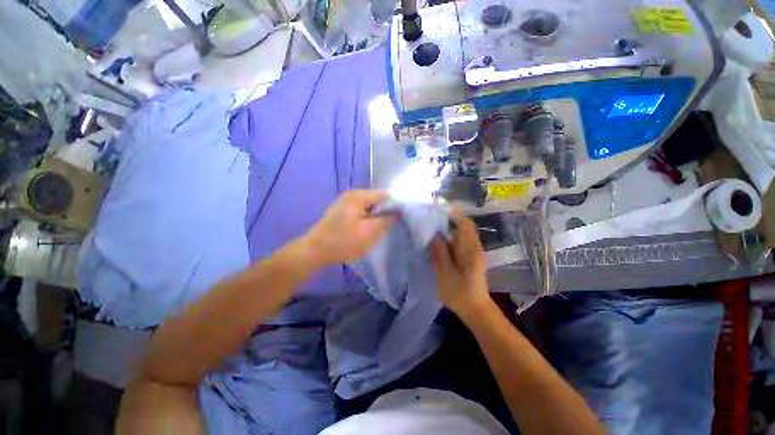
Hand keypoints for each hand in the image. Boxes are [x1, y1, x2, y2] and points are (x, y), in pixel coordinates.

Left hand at [304, 190, 395, 264]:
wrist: (315, 251)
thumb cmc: (344, 241)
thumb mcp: (370, 233)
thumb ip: (387, 220)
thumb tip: (397, 212)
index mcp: (359, 196)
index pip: (385, 195)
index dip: (394, 206)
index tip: (399, 220)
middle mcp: (352, 194)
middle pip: (377, 199)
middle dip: (384, 212)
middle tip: (387, 227)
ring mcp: (345, 201)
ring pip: (369, 206)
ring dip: (375, 216)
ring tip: (377, 229)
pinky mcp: (342, 209)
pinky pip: (361, 210)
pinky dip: (366, 218)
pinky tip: (365, 229)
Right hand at [430, 212, 490, 315]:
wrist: (475, 309)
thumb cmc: (460, 294)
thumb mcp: (445, 274)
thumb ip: (439, 253)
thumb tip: (434, 235)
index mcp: (471, 250)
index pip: (466, 224)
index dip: (454, 214)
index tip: (438, 211)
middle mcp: (474, 247)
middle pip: (462, 227)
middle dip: (446, 222)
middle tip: (428, 222)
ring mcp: (473, 252)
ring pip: (460, 234)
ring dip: (446, 231)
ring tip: (430, 231)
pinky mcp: (470, 257)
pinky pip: (459, 242)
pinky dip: (448, 240)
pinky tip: (437, 244)